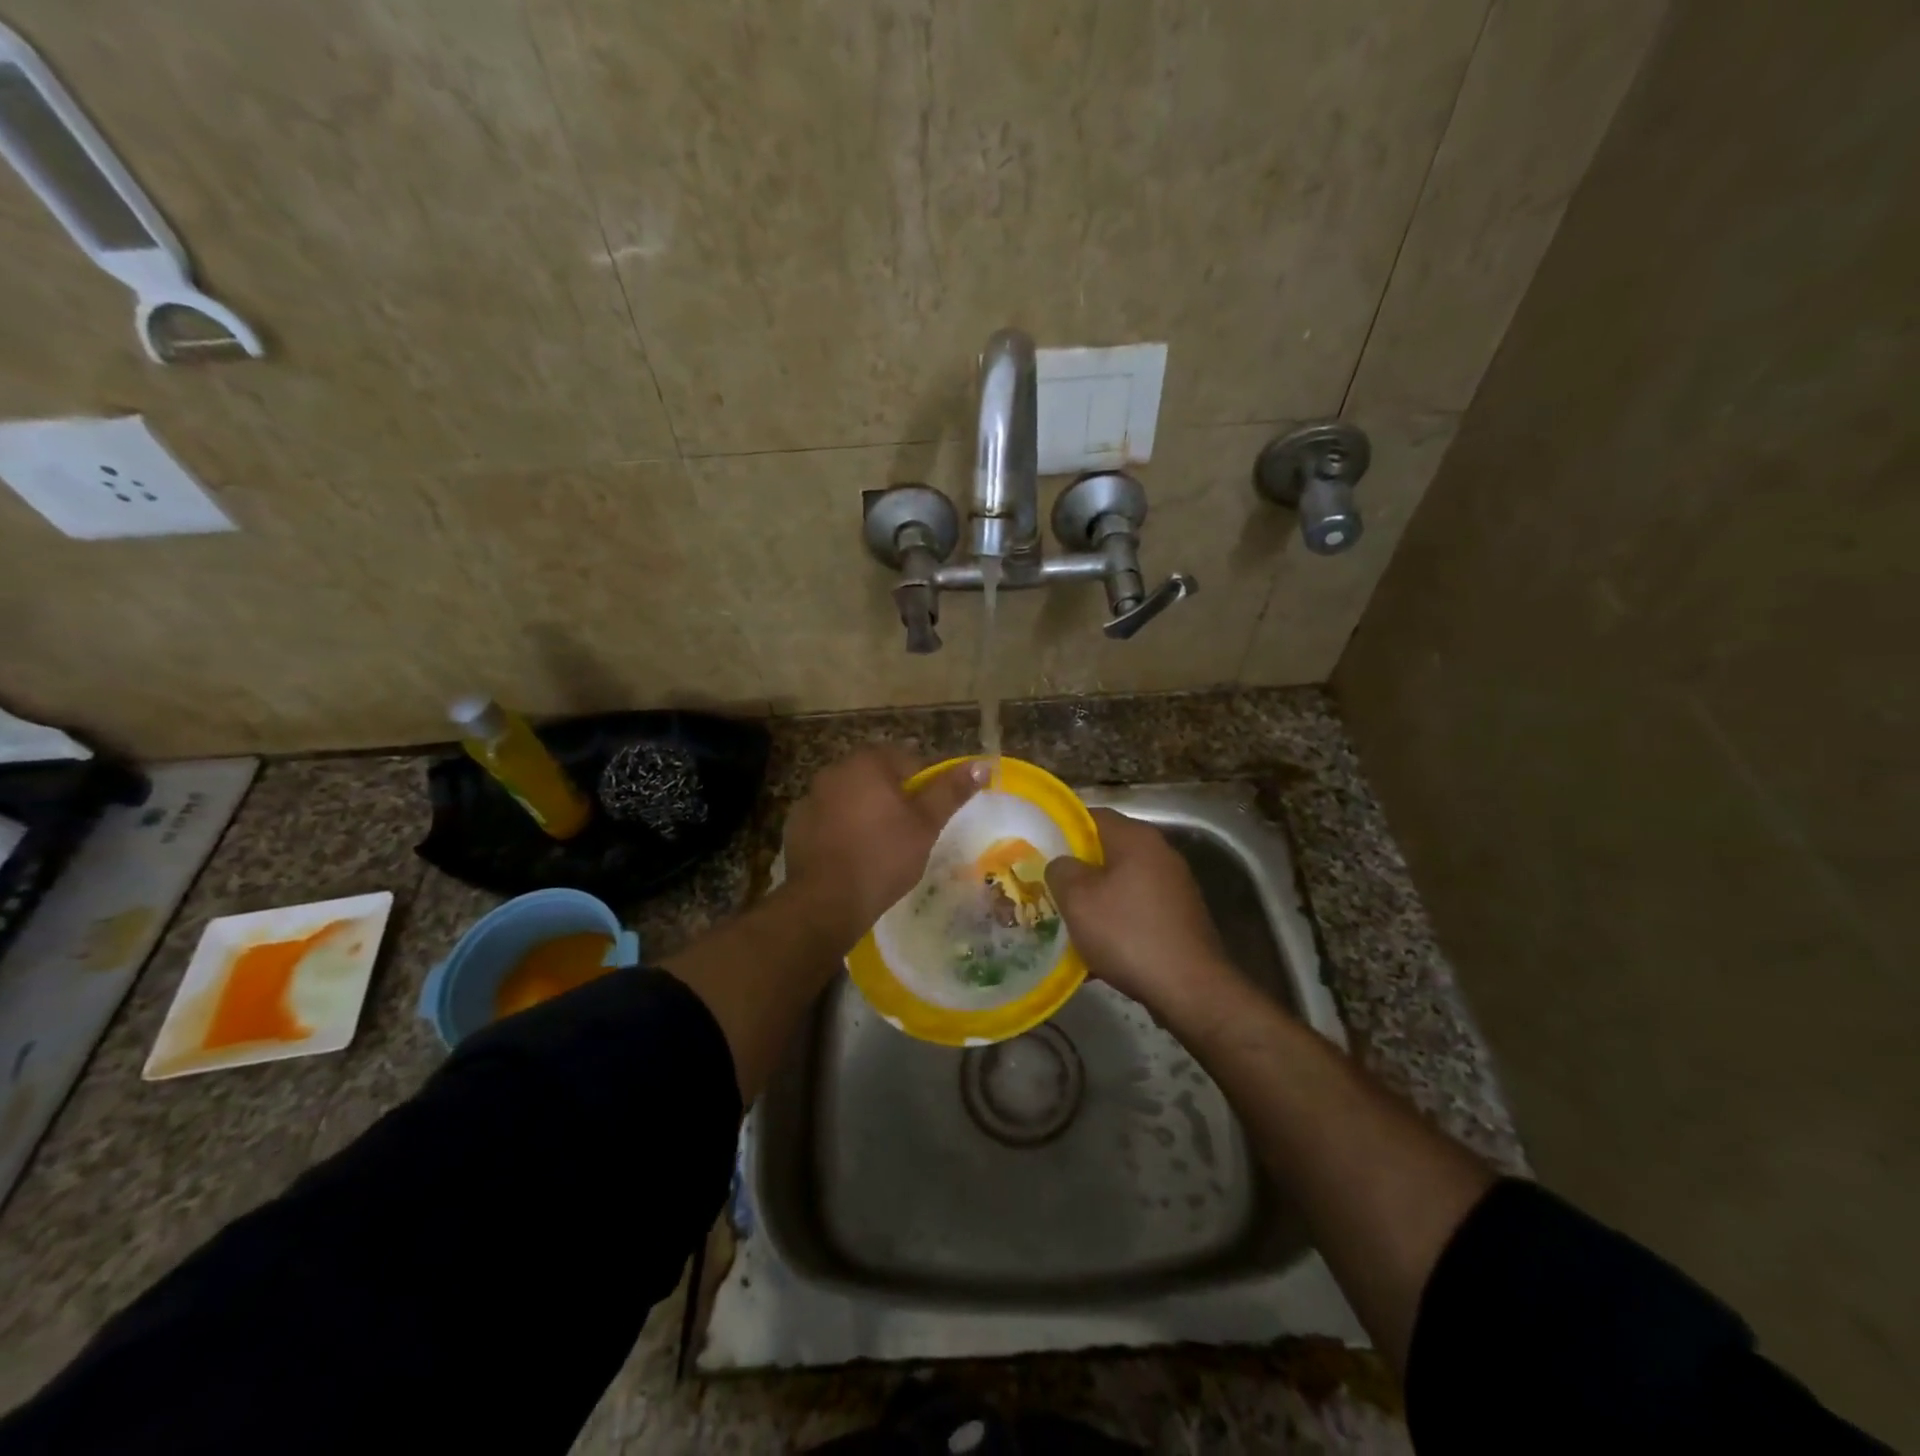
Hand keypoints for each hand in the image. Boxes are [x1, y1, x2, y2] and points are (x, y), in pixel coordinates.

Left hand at [783, 747, 988, 950]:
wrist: (826, 901)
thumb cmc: (884, 856)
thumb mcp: (926, 823)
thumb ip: (951, 790)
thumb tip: (982, 764)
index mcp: (867, 762)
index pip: (907, 759)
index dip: (926, 783)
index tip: (933, 811)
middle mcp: (834, 770)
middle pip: (876, 775)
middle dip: (894, 795)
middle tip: (911, 828)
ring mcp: (810, 797)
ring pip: (850, 796)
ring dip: (866, 810)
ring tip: (882, 843)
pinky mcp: (795, 825)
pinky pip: (829, 818)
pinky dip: (842, 828)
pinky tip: (853, 854)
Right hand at [1045, 808, 1241, 1015]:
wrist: (1190, 989)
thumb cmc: (1127, 934)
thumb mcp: (1077, 899)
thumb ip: (1061, 870)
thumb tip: (1062, 864)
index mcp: (1136, 838)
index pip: (1091, 816)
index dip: (1061, 830)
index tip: (1038, 850)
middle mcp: (1160, 853)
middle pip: (1106, 850)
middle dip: (1076, 870)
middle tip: (1048, 888)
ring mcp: (1174, 886)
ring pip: (1120, 883)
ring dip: (1094, 900)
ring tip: (1068, 923)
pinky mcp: (1180, 917)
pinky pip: (1136, 910)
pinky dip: (1115, 922)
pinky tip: (1097, 951)